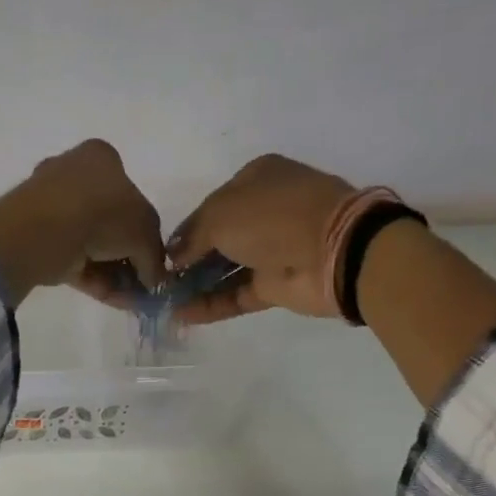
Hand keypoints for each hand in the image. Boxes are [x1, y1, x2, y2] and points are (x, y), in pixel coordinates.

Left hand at [0, 140, 166, 306]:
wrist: (45, 230)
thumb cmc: (103, 212)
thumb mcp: (145, 229)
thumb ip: (154, 254)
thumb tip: (155, 279)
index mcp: (100, 158)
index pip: (130, 192)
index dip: (145, 229)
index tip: (152, 258)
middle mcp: (73, 176)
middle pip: (110, 223)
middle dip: (128, 258)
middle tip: (142, 284)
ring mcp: (51, 209)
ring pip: (92, 245)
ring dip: (114, 274)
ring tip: (131, 300)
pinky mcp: (38, 241)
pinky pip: (74, 260)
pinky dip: (95, 280)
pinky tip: (114, 301)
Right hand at [167, 154, 358, 321]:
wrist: (333, 250)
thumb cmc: (272, 217)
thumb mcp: (220, 214)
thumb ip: (191, 236)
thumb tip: (174, 257)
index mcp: (256, 180)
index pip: (211, 206)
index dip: (186, 230)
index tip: (163, 254)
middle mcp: (265, 212)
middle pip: (218, 239)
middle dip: (189, 260)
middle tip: (162, 281)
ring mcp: (273, 250)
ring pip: (226, 269)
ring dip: (196, 285)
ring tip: (166, 302)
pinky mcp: (277, 284)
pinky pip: (237, 294)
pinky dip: (212, 304)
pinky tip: (183, 315)